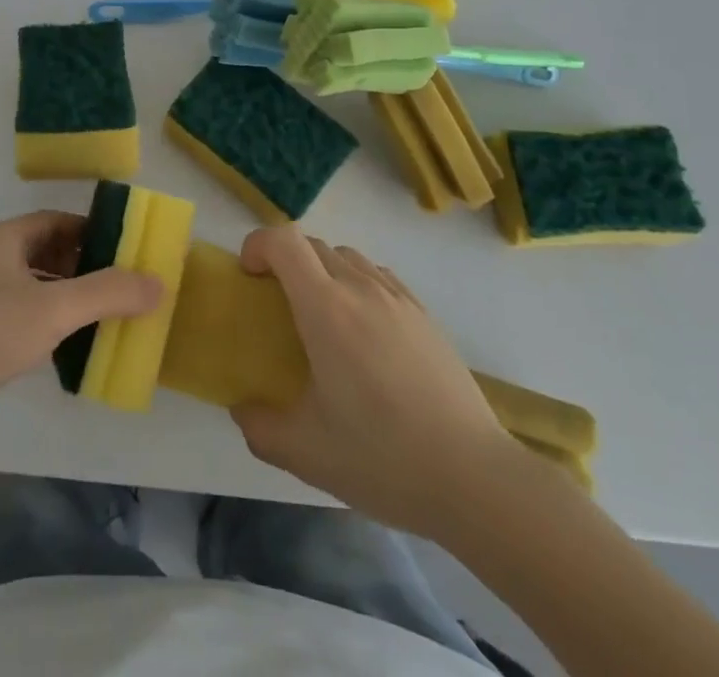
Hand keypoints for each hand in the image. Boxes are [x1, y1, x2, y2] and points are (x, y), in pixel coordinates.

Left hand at [0, 211, 161, 448]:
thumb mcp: (53, 309)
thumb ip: (107, 293)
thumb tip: (159, 282)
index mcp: (6, 238)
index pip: (57, 221)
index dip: (92, 231)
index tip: (126, 249)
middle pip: (48, 251)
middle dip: (85, 265)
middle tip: (123, 284)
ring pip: (36, 284)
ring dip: (68, 295)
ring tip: (105, 314)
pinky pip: (23, 313)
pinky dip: (49, 320)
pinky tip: (69, 343)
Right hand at [230, 226, 510, 530]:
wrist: (475, 477)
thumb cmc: (383, 457)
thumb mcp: (305, 453)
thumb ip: (259, 426)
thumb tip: (243, 409)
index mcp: (326, 308)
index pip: (284, 240)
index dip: (257, 246)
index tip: (250, 279)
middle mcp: (361, 288)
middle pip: (312, 245)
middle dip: (285, 263)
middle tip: (278, 308)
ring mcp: (398, 298)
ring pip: (347, 257)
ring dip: (322, 272)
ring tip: (322, 321)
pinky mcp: (424, 315)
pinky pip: (378, 276)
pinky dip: (356, 285)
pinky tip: (364, 335)